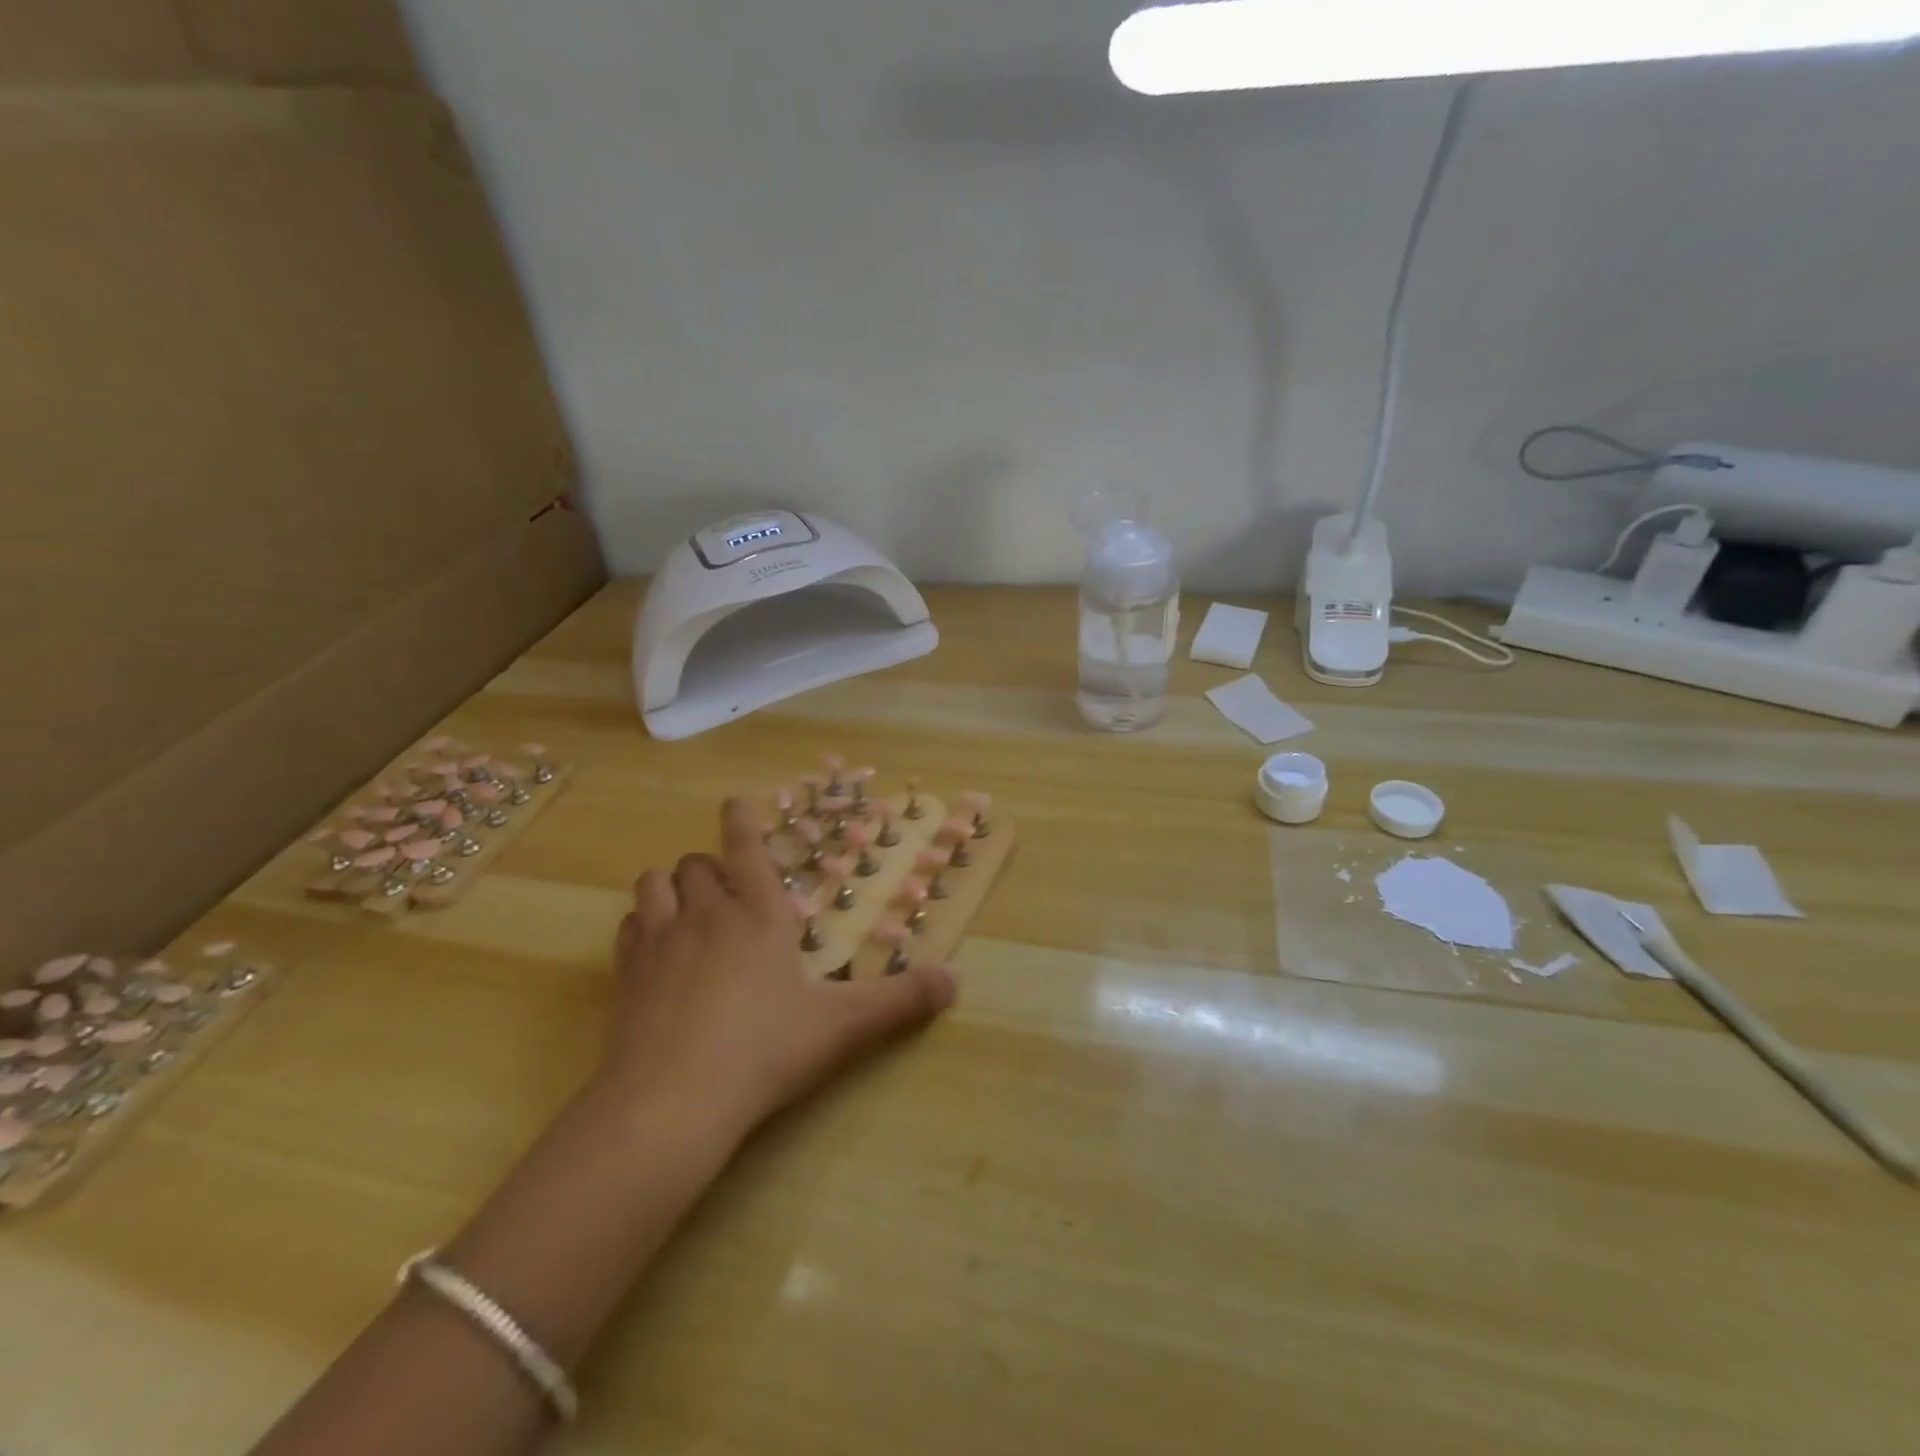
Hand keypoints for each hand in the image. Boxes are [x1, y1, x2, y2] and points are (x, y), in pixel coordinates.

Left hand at [600, 798, 956, 1144]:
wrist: (671, 1103)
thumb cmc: (764, 1052)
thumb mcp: (842, 1028)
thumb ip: (901, 1000)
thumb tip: (957, 979)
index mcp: (759, 916)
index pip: (746, 847)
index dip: (741, 819)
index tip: (736, 801)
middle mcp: (706, 915)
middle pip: (697, 863)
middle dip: (712, 866)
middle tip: (730, 892)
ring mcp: (660, 941)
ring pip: (655, 883)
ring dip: (672, 886)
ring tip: (689, 909)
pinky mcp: (625, 974)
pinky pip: (629, 926)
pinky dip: (643, 924)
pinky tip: (655, 949)